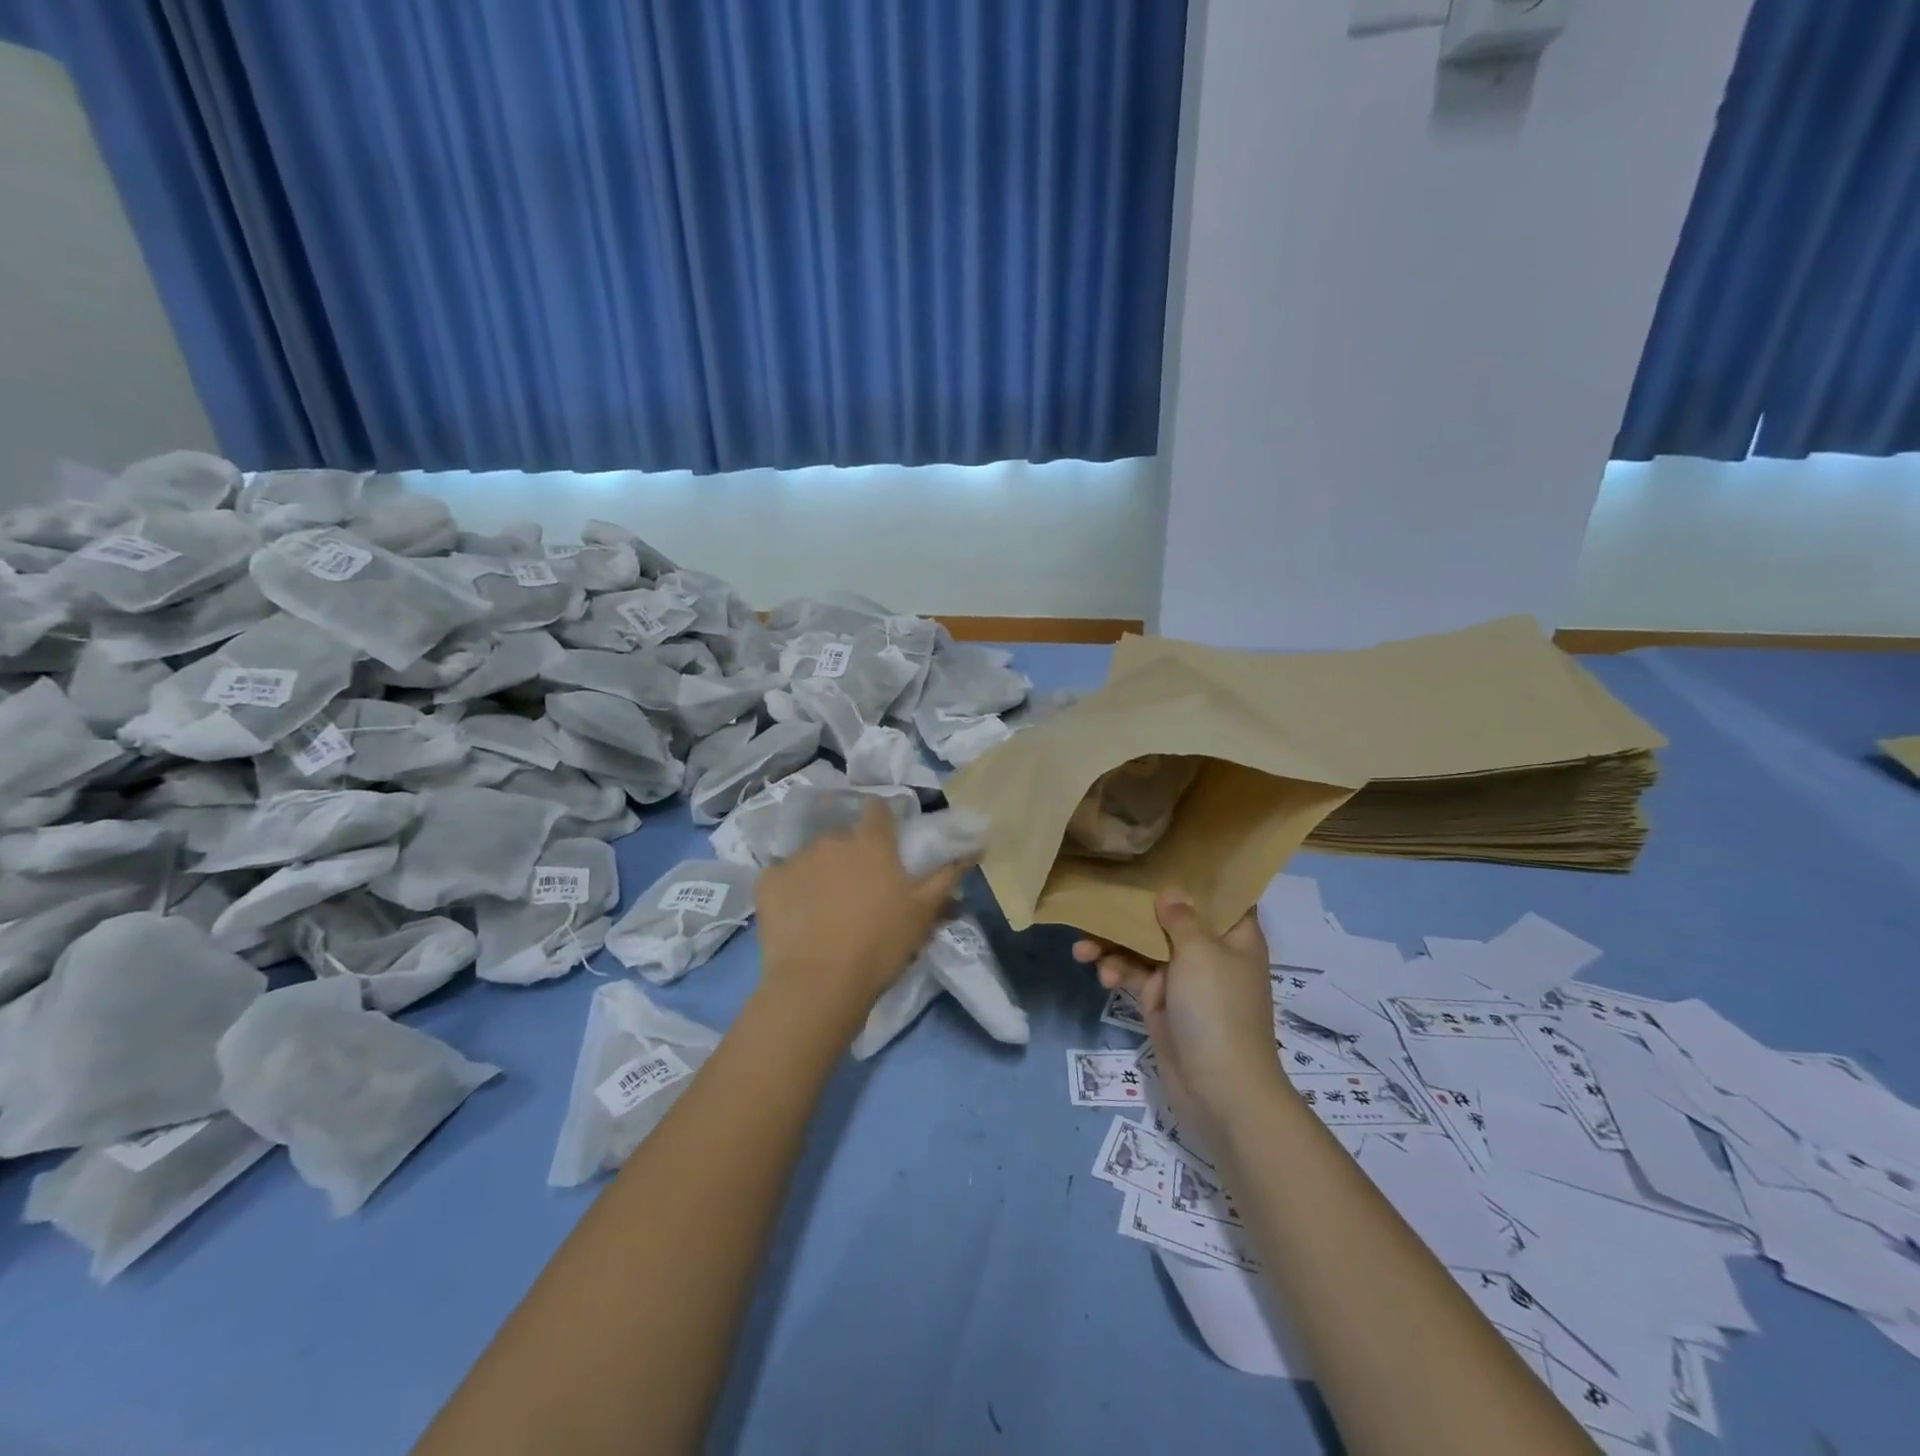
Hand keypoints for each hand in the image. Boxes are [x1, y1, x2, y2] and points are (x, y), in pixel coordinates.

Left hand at [755, 801, 970, 1034]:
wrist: (818, 984)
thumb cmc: (880, 944)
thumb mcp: (924, 912)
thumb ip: (948, 875)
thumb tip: (974, 847)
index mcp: (871, 842)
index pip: (878, 809)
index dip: (882, 822)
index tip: (887, 844)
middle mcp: (832, 839)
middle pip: (844, 837)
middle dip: (851, 855)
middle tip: (859, 889)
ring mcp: (796, 858)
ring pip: (813, 857)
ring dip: (821, 872)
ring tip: (825, 908)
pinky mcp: (767, 881)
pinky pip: (782, 877)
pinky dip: (791, 890)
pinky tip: (797, 917)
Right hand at [1074, 895, 1287, 1156]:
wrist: (1220, 1090)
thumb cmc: (1218, 1009)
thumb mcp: (1200, 953)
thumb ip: (1180, 917)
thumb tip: (1169, 892)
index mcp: (1235, 936)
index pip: (1220, 895)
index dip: (1194, 876)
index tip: (1160, 856)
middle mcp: (1210, 952)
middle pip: (1169, 918)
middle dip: (1134, 911)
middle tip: (1100, 900)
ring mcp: (1184, 979)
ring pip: (1143, 946)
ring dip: (1113, 945)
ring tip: (1082, 949)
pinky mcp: (1160, 1002)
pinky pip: (1133, 975)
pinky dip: (1116, 971)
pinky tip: (1101, 975)